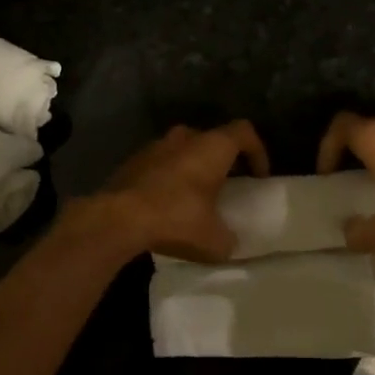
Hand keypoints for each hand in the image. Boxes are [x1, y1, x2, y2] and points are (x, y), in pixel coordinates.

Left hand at [93, 121, 270, 260]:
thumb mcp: (214, 240)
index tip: (258, 176)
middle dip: (222, 160)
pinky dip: (168, 178)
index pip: (244, 132)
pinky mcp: (132, 161)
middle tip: (227, 185)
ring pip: (183, 150)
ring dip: (192, 168)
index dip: (257, 151)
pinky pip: (160, 164)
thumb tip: (229, 243)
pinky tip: (166, 204)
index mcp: (211, 147)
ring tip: (194, 196)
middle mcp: (184, 138)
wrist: (116, 218)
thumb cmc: (175, 218)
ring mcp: (154, 146)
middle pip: (211, 139)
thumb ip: (228, 239)